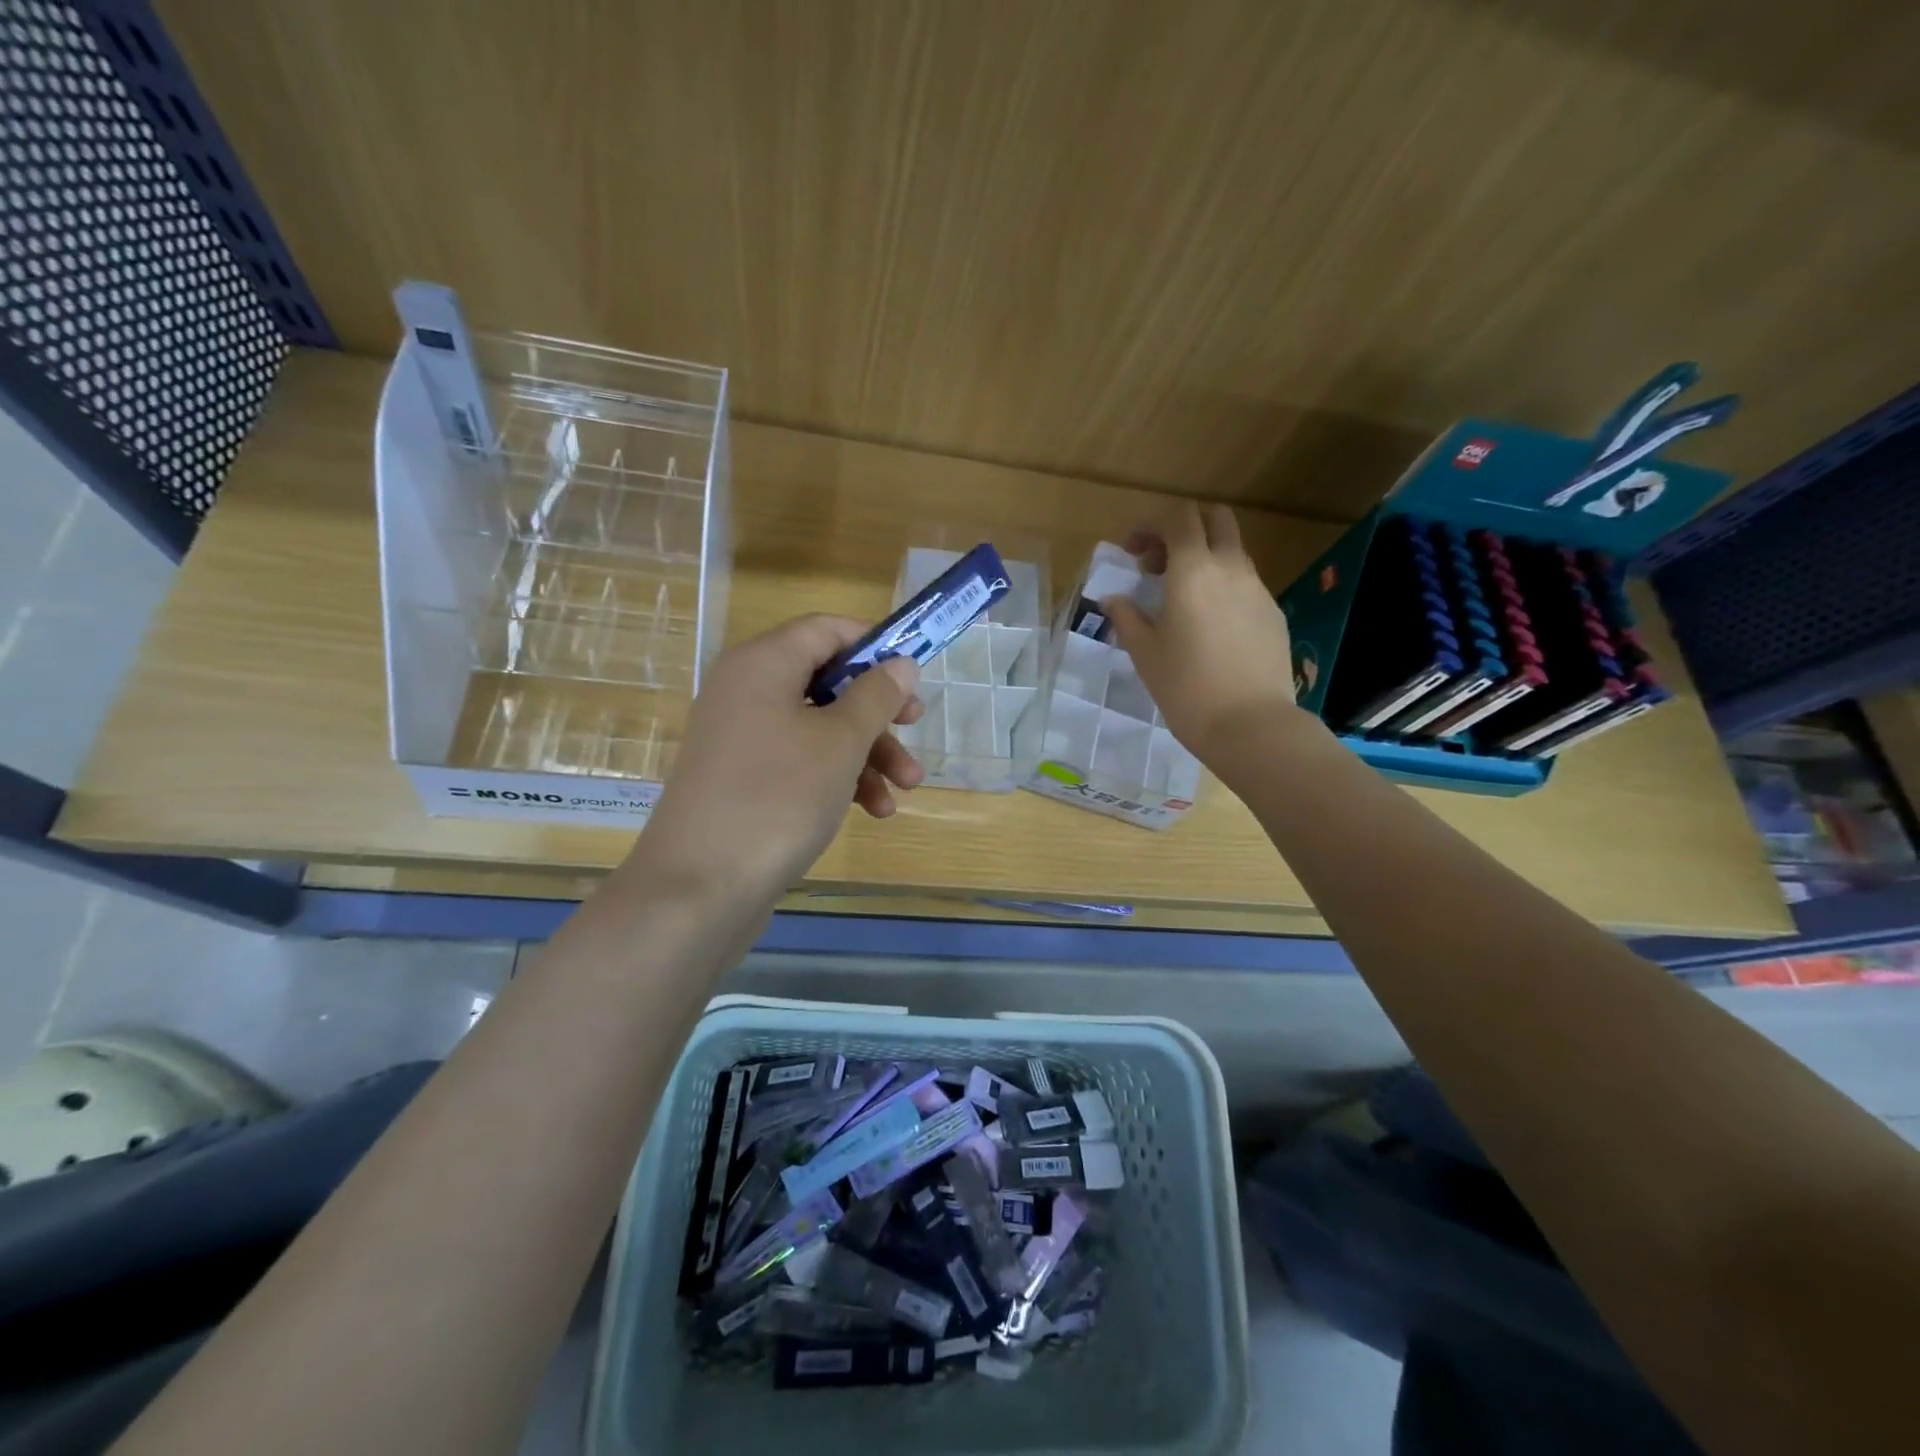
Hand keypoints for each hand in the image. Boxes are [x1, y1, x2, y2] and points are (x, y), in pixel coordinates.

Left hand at [635, 615, 923, 898]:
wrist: (699, 887)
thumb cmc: (778, 796)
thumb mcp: (840, 741)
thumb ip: (876, 696)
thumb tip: (900, 663)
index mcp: (763, 664)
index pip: (825, 629)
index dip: (873, 645)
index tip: (911, 674)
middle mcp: (746, 691)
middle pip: (826, 681)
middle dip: (877, 710)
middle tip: (915, 727)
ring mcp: (741, 738)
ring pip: (818, 727)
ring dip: (867, 753)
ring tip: (906, 788)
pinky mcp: (743, 779)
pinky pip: (799, 761)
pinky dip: (837, 778)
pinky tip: (872, 809)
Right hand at [1100, 503, 1298, 767]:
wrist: (1251, 725)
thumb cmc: (1186, 687)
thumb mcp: (1144, 653)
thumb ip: (1126, 617)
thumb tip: (1114, 599)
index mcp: (1193, 570)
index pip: (1178, 518)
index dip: (1151, 525)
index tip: (1133, 551)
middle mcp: (1231, 568)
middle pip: (1215, 518)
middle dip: (1184, 528)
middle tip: (1159, 564)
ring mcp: (1258, 589)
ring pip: (1232, 551)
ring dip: (1204, 558)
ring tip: (1180, 600)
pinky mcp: (1274, 613)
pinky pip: (1245, 583)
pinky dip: (1223, 586)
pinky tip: (1209, 626)